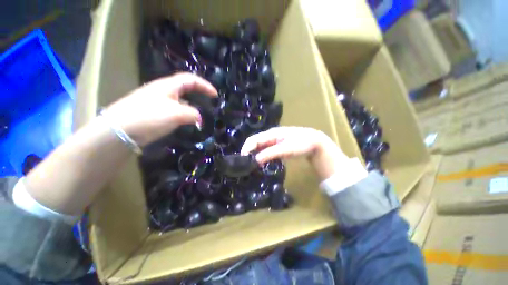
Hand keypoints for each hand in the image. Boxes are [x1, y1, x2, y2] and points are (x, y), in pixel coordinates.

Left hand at [106, 73, 216, 146]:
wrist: (119, 131)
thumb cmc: (150, 117)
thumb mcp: (177, 114)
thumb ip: (193, 114)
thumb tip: (199, 118)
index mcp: (168, 86)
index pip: (190, 79)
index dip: (205, 85)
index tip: (215, 95)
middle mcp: (162, 91)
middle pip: (184, 87)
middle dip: (198, 93)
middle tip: (208, 102)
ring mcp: (156, 101)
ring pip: (179, 100)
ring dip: (191, 105)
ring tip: (198, 115)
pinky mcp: (152, 113)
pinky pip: (173, 110)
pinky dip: (182, 114)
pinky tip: (184, 122)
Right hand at [241, 127, 348, 180]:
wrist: (314, 142)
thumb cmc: (301, 144)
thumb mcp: (286, 149)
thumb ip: (270, 153)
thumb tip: (255, 160)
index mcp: (271, 133)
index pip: (253, 139)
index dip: (246, 149)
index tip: (242, 161)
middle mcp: (269, 135)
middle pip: (255, 143)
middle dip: (248, 152)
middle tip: (245, 164)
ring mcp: (273, 140)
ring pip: (259, 147)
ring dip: (254, 154)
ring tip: (251, 165)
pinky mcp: (276, 145)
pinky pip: (265, 150)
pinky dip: (261, 156)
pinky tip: (260, 162)